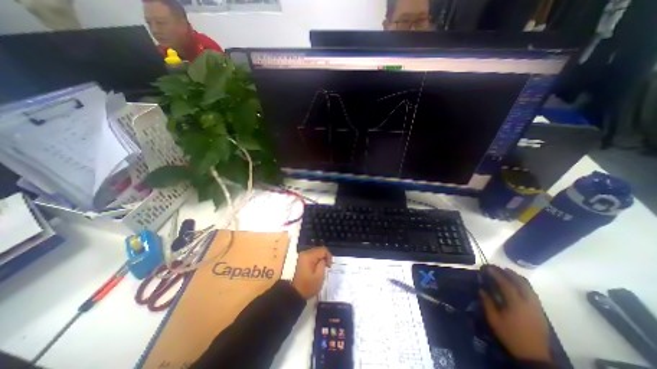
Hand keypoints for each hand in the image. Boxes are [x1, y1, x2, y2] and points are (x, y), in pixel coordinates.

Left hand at [292, 247, 333, 297]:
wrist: (295, 293)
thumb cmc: (308, 286)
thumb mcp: (319, 276)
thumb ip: (323, 264)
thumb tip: (324, 259)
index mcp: (308, 256)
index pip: (323, 249)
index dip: (329, 256)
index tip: (329, 266)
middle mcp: (304, 253)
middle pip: (319, 250)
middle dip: (325, 257)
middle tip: (327, 267)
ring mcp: (302, 256)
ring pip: (315, 252)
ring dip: (321, 258)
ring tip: (323, 267)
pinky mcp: (301, 260)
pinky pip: (312, 256)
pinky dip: (316, 260)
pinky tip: (317, 267)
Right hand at [481, 265, 550, 363]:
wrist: (533, 355)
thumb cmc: (510, 335)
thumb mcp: (494, 320)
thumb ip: (487, 302)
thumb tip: (482, 289)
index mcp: (517, 304)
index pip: (506, 284)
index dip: (496, 274)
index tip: (488, 268)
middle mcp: (529, 303)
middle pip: (521, 283)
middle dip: (510, 273)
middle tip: (499, 268)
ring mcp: (536, 308)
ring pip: (529, 288)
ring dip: (518, 279)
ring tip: (509, 273)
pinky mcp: (540, 313)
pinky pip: (533, 294)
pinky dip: (525, 286)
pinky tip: (518, 286)